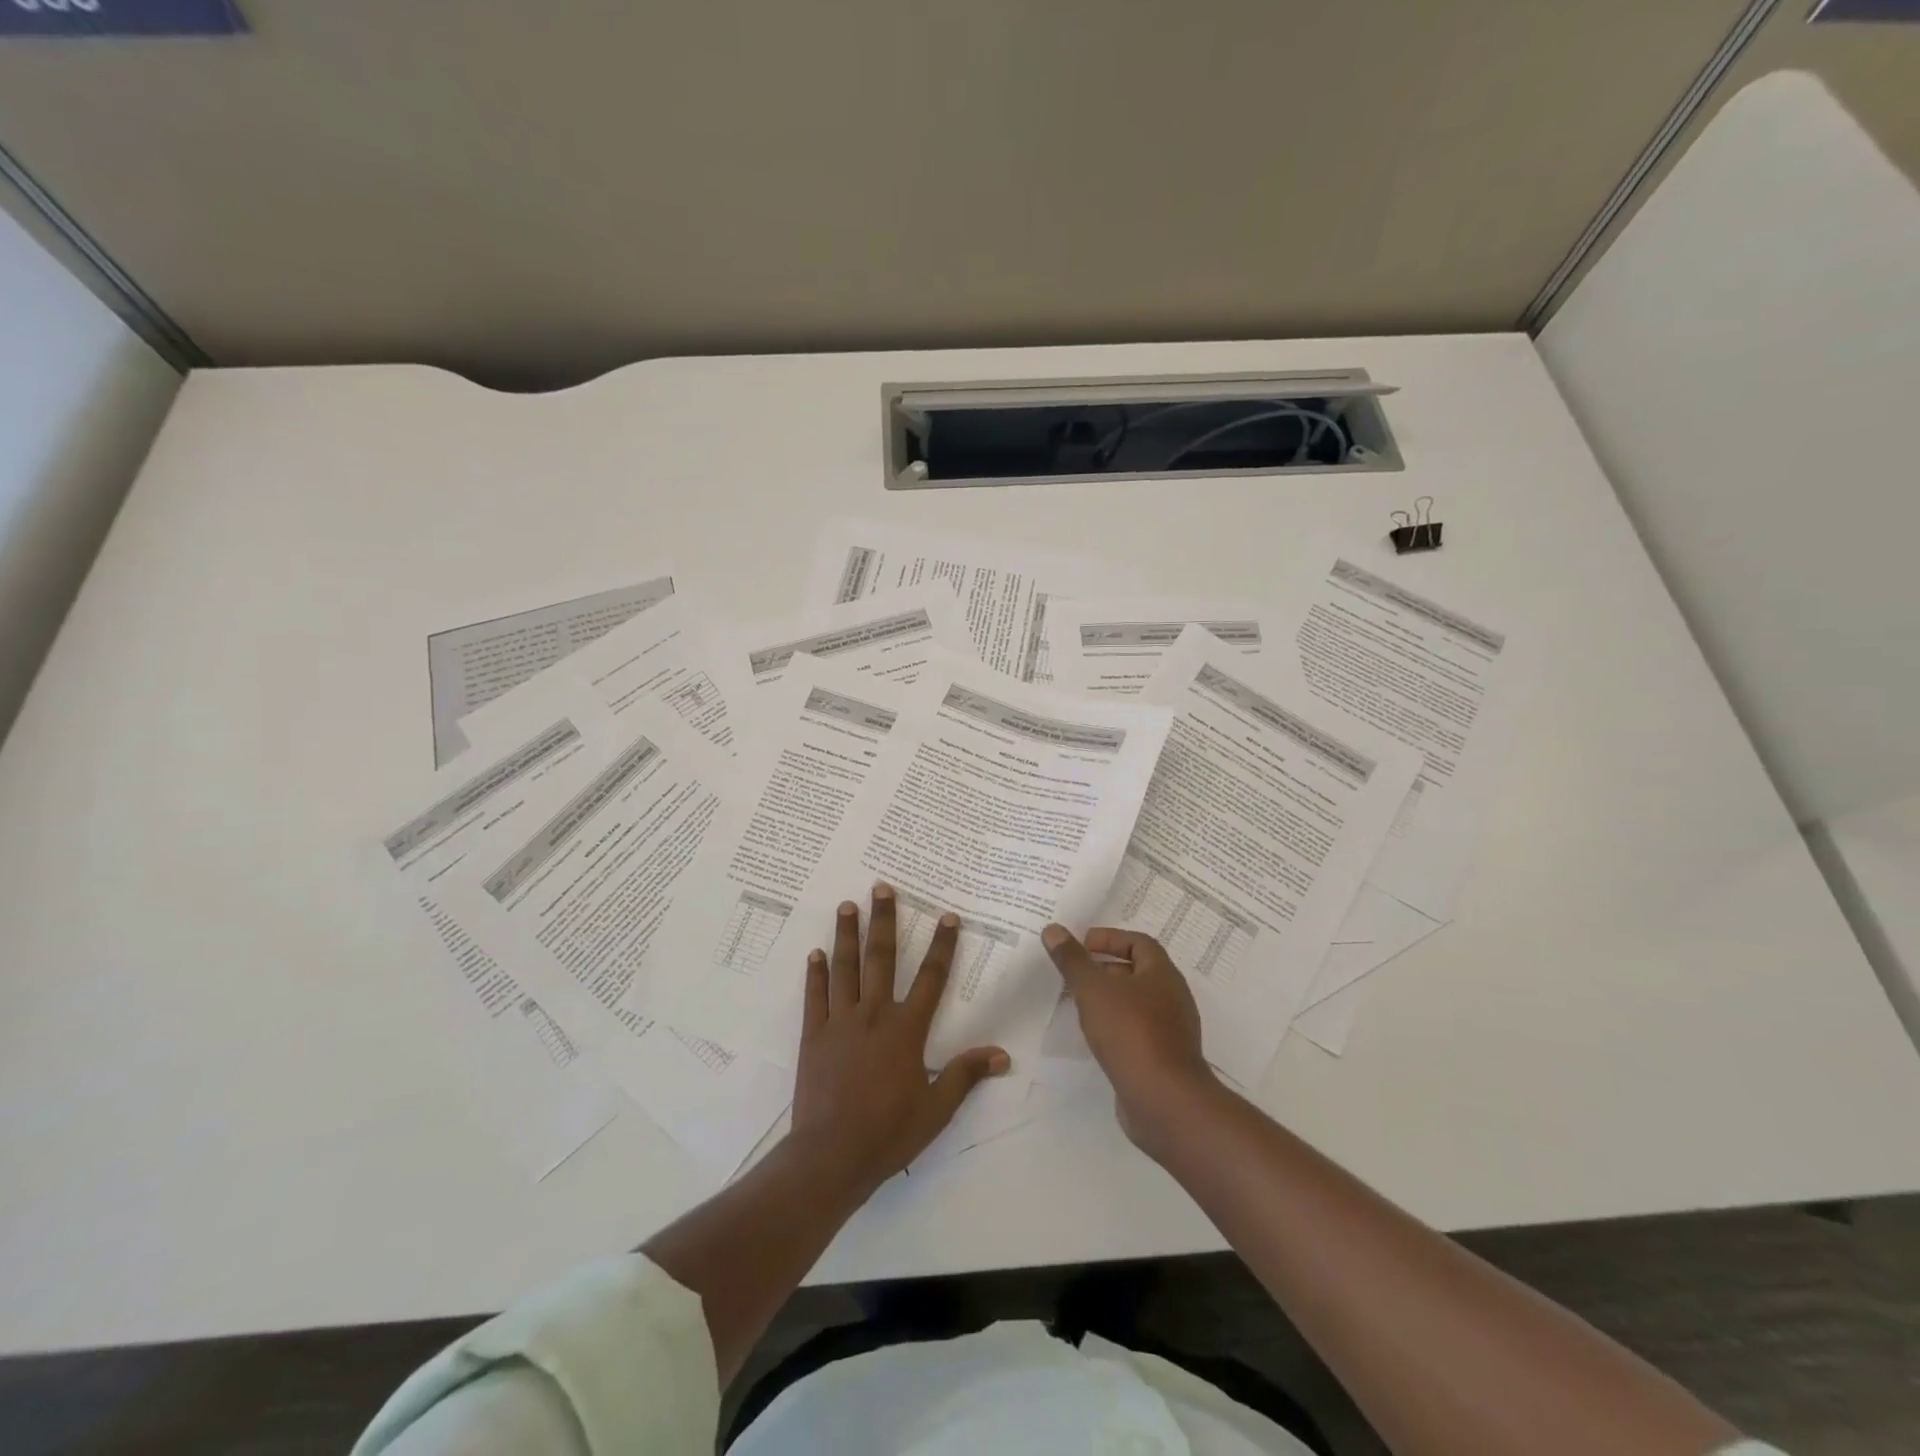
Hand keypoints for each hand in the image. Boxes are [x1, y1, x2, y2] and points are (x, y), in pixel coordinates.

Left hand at [789, 884, 1009, 1194]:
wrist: (831, 1155)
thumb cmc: (889, 1132)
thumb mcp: (936, 1108)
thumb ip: (966, 1075)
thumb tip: (1002, 1055)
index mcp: (906, 1029)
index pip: (931, 978)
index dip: (943, 945)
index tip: (948, 915)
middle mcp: (874, 1015)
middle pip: (882, 959)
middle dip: (885, 921)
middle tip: (882, 887)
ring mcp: (840, 1022)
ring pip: (845, 968)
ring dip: (847, 935)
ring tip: (847, 905)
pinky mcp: (813, 1036)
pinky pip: (815, 997)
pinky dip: (815, 974)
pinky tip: (814, 953)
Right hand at [1042, 924, 1219, 1155]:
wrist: (1164, 1101)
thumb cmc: (1130, 1033)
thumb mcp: (1093, 990)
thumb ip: (1072, 960)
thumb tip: (1053, 929)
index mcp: (1162, 974)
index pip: (1139, 943)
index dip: (1110, 938)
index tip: (1082, 944)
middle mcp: (1172, 997)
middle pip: (1138, 972)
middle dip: (1105, 969)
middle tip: (1074, 973)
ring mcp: (1171, 1031)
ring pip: (1136, 1003)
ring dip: (1109, 999)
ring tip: (1078, 1003)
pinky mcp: (1164, 1059)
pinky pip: (1137, 1031)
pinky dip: (1115, 1026)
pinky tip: (1094, 1036)